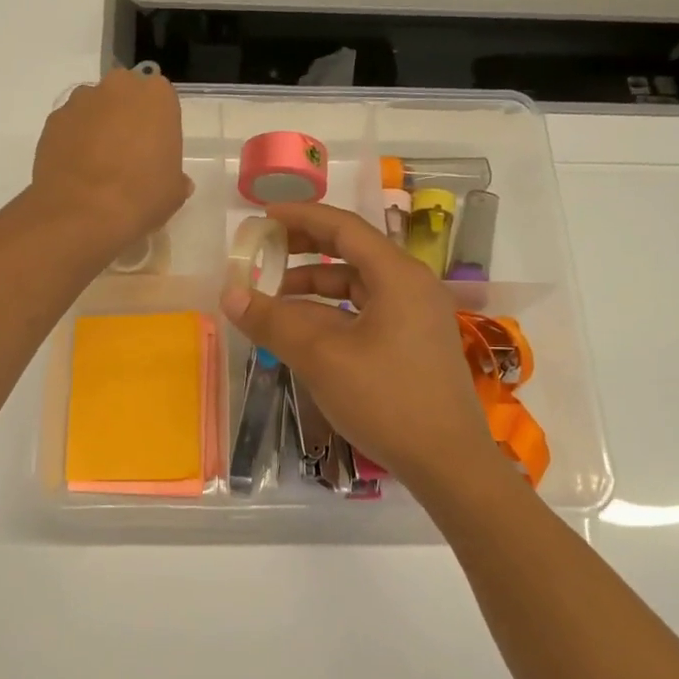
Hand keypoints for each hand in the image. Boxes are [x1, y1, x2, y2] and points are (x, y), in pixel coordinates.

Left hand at [29, 69, 192, 256]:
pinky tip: (77, 172)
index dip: (158, 127)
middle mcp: (118, 87)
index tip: (155, 152)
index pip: (162, 102)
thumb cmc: (141, 197)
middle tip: (128, 157)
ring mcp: (80, 101)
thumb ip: (175, 177)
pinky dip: (73, 142)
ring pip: (95, 109)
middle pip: (125, 97)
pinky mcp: (52, 120)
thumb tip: (175, 181)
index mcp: (156, 96)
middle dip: (126, 119)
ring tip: (97, 168)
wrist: (82, 214)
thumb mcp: (174, 192)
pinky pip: (70, 127)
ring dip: (98, 129)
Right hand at [218, 201, 500, 491]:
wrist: (448, 462)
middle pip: (352, 252)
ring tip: (274, 298)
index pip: (344, 227)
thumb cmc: (387, 400)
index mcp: (398, 276)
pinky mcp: (414, 343)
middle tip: (265, 251)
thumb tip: (230, 295)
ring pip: (358, 286)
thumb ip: (274, 322)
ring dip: (315, 286)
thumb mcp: (321, 358)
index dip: (301, 217)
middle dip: (306, 249)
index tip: (263, 216)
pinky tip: (304, 330)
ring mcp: (416, 316)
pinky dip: (332, 312)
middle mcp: (412, 286)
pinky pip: (366, 312)